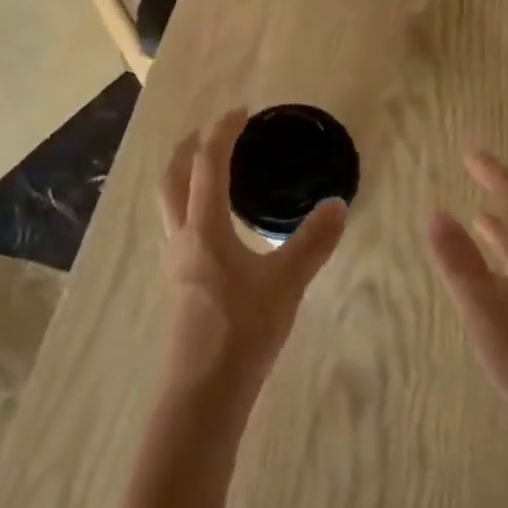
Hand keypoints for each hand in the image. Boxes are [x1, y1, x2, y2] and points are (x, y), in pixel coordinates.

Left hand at [158, 110, 346, 395]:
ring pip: (169, 202)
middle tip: (217, 131)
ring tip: (215, 168)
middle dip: (190, 146)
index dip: (222, 132)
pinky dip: (191, 202)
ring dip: (185, 174)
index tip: (242, 112)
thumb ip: (313, 242)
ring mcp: (176, 261)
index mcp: (204, 228)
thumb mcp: (286, 283)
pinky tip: (219, 221)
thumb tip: (338, 205)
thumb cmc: (242, 332)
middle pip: (171, 176)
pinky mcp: (180, 282)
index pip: (206, 164)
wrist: (204, 395)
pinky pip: (179, 224)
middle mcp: (182, 237)